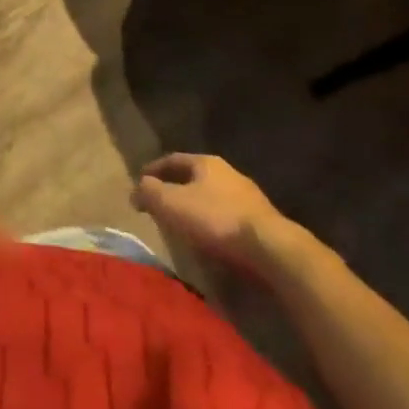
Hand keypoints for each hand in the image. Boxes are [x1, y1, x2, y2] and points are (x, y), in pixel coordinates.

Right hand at [130, 153, 294, 275]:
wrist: (271, 250)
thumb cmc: (215, 219)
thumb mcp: (171, 203)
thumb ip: (150, 192)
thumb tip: (137, 189)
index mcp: (206, 163)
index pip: (173, 159)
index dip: (154, 169)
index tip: (141, 180)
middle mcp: (230, 174)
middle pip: (196, 178)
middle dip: (178, 189)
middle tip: (162, 203)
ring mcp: (250, 198)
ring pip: (215, 199)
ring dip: (198, 209)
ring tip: (185, 226)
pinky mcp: (264, 224)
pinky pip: (230, 220)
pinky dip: (216, 226)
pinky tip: (211, 242)